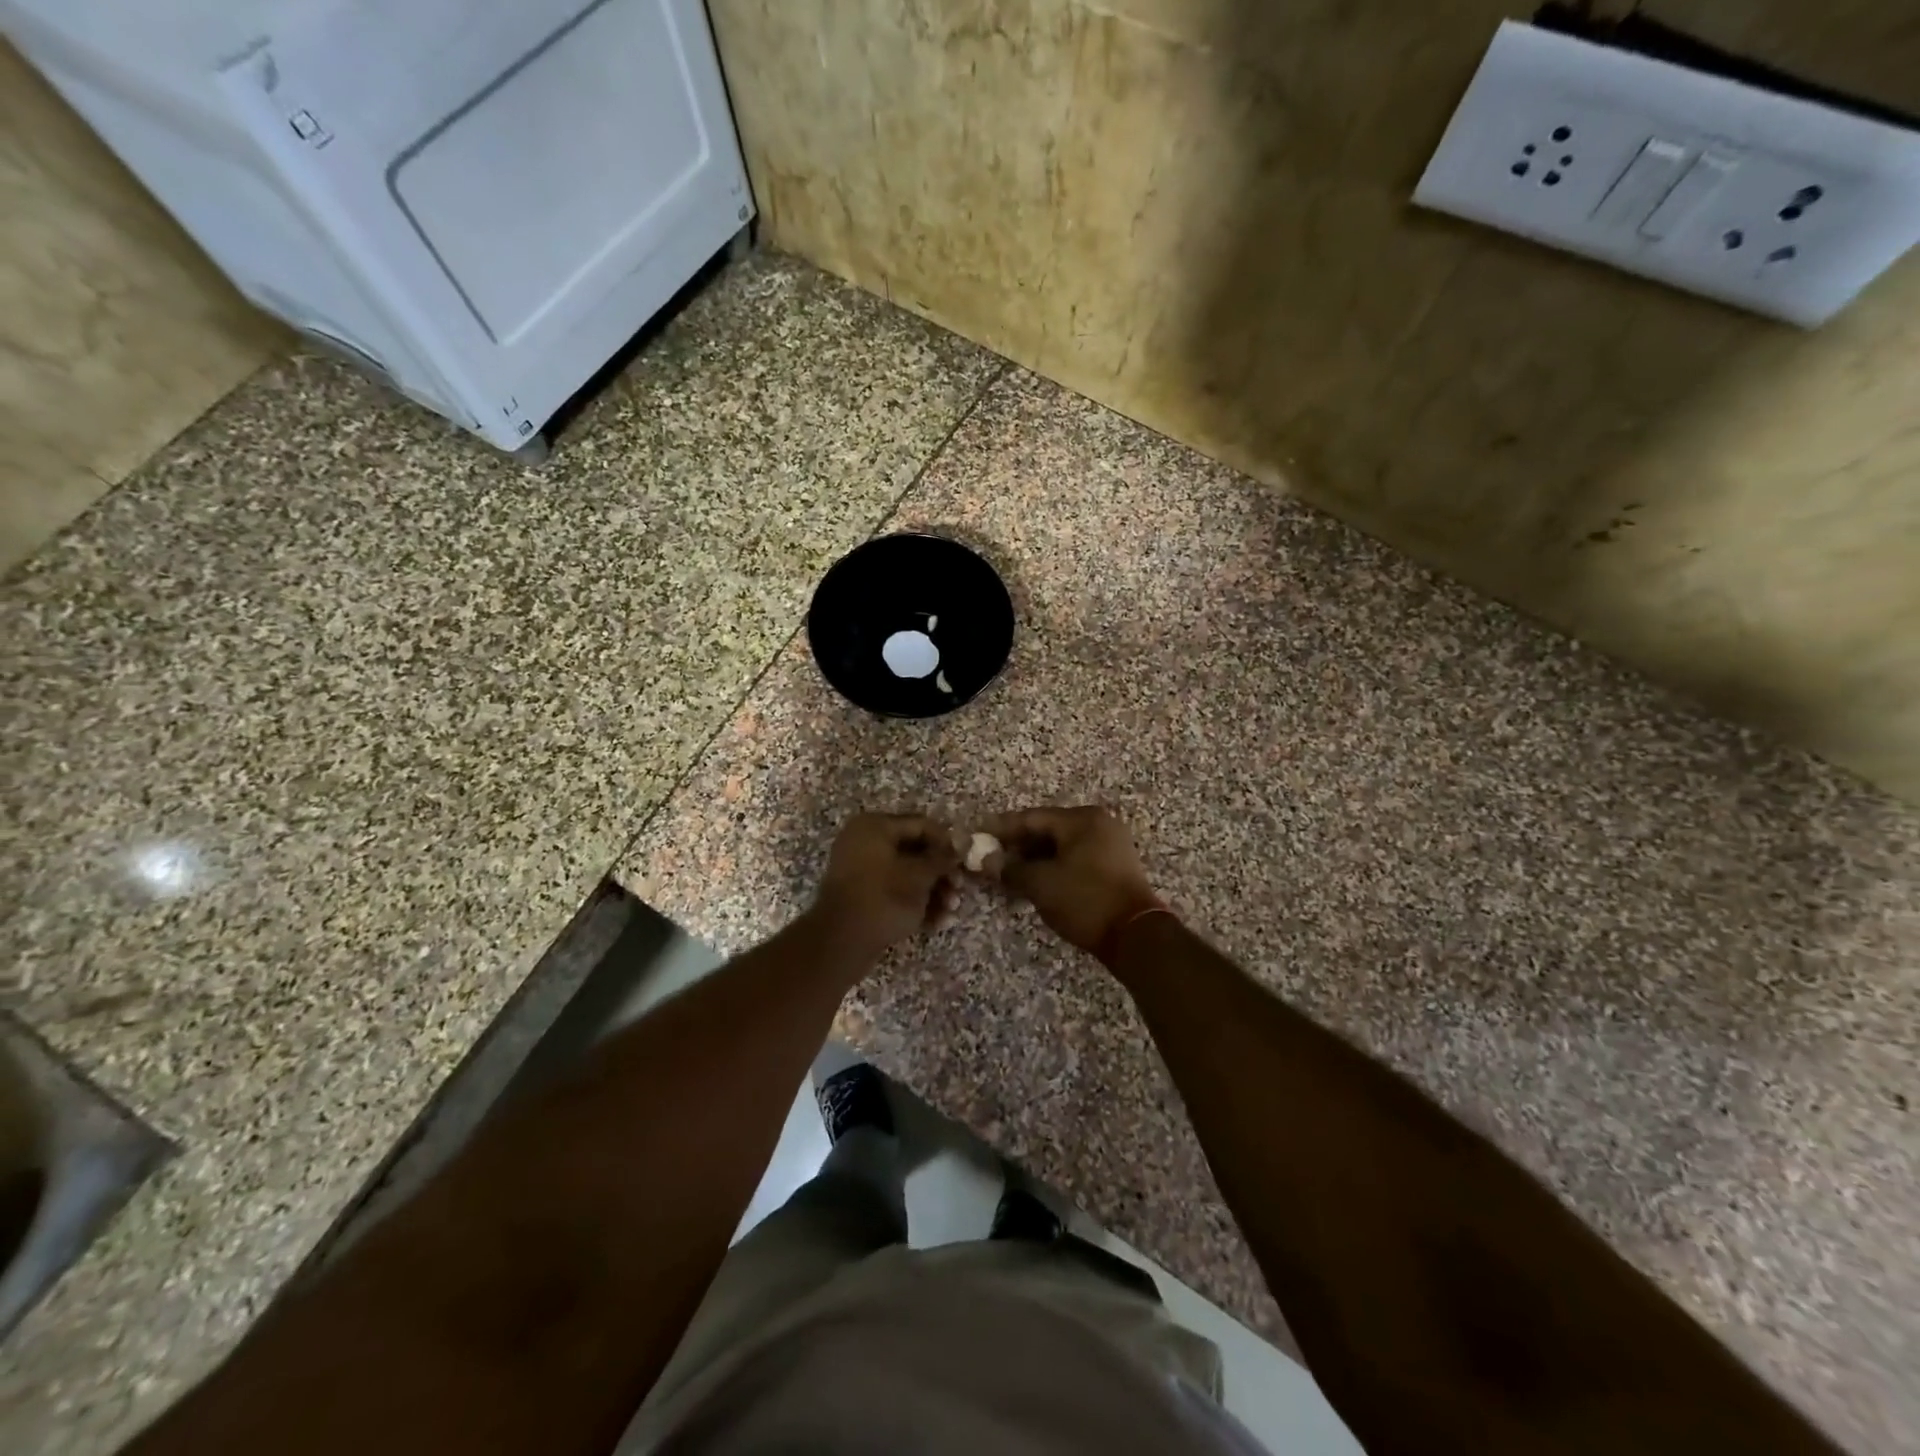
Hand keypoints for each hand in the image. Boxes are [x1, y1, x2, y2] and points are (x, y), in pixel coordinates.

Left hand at [810, 813, 961, 961]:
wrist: (841, 941)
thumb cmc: (884, 898)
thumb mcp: (919, 876)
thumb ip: (941, 858)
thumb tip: (959, 846)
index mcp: (875, 826)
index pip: (920, 825)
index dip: (946, 842)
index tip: (965, 861)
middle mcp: (864, 841)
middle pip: (914, 851)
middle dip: (940, 873)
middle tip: (959, 889)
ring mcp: (859, 869)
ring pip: (905, 874)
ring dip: (932, 891)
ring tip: (950, 911)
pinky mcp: (860, 895)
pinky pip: (892, 891)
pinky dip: (914, 903)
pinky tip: (936, 922)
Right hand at [980, 807, 1164, 957]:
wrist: (1135, 936)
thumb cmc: (1085, 900)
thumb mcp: (1041, 884)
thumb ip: (1010, 868)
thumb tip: (986, 861)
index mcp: (1081, 819)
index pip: (1032, 818)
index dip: (1001, 829)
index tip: (978, 838)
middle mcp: (1098, 824)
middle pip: (1047, 830)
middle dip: (1017, 846)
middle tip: (990, 860)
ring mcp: (1110, 845)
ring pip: (1061, 847)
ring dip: (1034, 860)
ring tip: (1008, 875)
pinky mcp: (1114, 867)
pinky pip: (1075, 859)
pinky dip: (1053, 868)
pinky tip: (1034, 883)